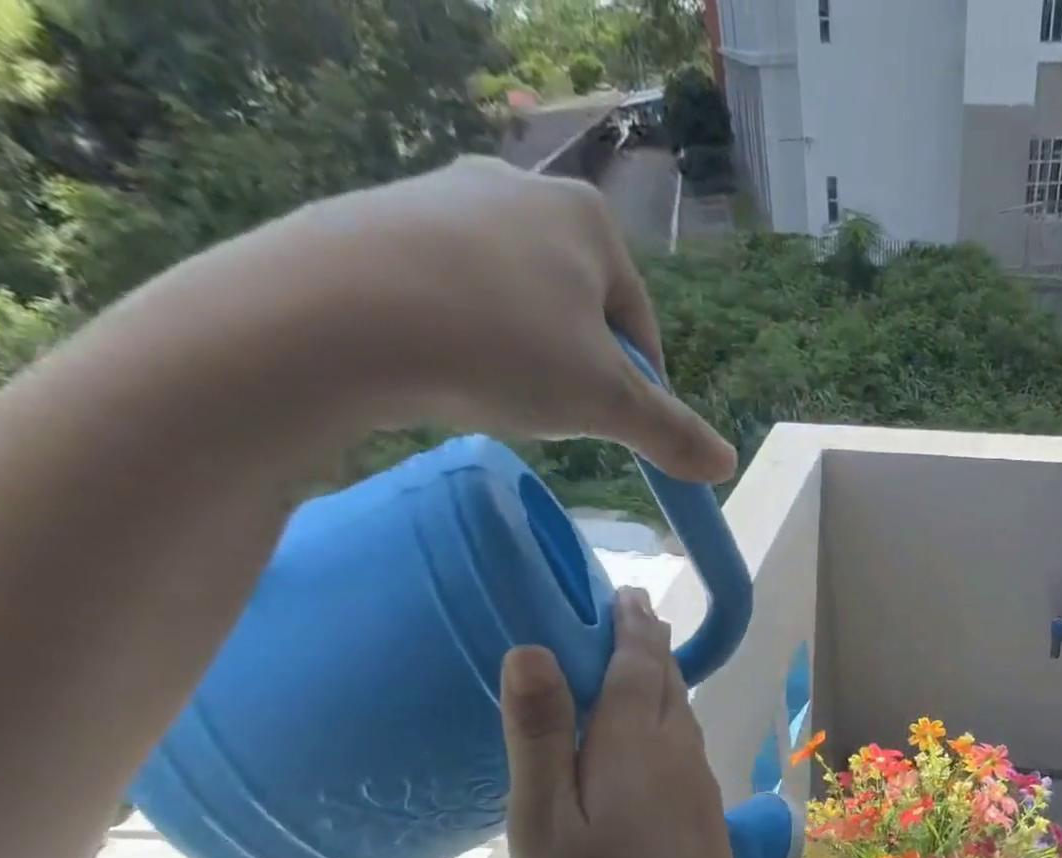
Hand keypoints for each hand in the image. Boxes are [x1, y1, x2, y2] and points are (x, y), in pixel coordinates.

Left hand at [117, 154, 737, 485]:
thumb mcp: (607, 404)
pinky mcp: (385, 221)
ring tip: (493, 391)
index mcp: (589, 220)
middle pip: (582, 312)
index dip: (638, 389)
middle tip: (552, 414)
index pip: (641, 327)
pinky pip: (455, 293)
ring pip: (519, 303)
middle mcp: (522, 189)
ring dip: (524, 356)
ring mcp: (446, 196)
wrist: (334, 315)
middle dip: (578, 370)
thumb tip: (727, 465)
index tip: (613, 429)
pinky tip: (444, 366)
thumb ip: (672, 433)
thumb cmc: (502, 348)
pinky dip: (465, 337)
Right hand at [497, 588, 758, 857]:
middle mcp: (680, 753)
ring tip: (638, 663)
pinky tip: (651, 739)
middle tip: (627, 615)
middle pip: (669, 682)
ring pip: (683, 714)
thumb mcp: (547, 826)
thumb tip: (533, 650)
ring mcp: (701, 785)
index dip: (630, 625)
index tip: (622, 593)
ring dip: (662, 680)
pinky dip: (668, 720)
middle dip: (648, 645)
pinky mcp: (708, 815)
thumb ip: (542, 737)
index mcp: (639, 744)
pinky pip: (686, 746)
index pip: (640, 663)